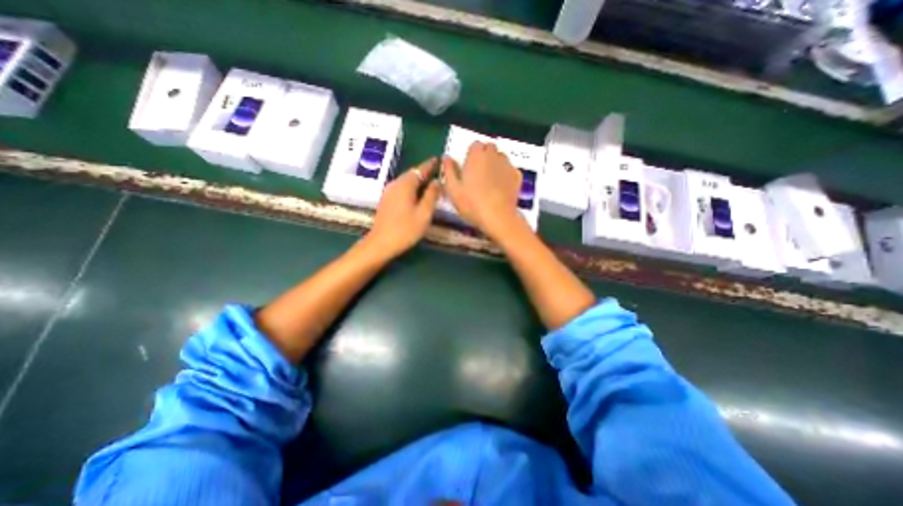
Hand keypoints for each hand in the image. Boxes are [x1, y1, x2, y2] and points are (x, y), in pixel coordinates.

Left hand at [365, 158, 438, 258]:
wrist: (381, 243)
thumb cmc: (406, 229)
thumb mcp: (424, 213)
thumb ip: (431, 196)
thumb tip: (436, 181)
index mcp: (405, 185)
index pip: (420, 169)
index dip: (429, 164)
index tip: (438, 159)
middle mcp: (395, 184)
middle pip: (411, 174)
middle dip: (424, 171)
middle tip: (437, 171)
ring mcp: (388, 192)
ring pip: (406, 181)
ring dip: (417, 180)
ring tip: (429, 182)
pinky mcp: (386, 200)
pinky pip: (401, 188)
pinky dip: (411, 187)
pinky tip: (417, 194)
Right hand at [442, 139, 526, 240]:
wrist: (498, 217)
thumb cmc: (472, 204)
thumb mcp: (453, 190)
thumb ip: (449, 171)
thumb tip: (446, 157)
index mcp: (476, 156)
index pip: (475, 144)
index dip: (472, 153)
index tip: (468, 166)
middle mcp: (493, 156)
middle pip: (489, 147)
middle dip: (484, 155)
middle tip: (478, 172)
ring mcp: (507, 165)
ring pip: (501, 156)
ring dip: (495, 162)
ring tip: (490, 179)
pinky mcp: (517, 176)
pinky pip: (510, 168)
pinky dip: (505, 173)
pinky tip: (501, 186)